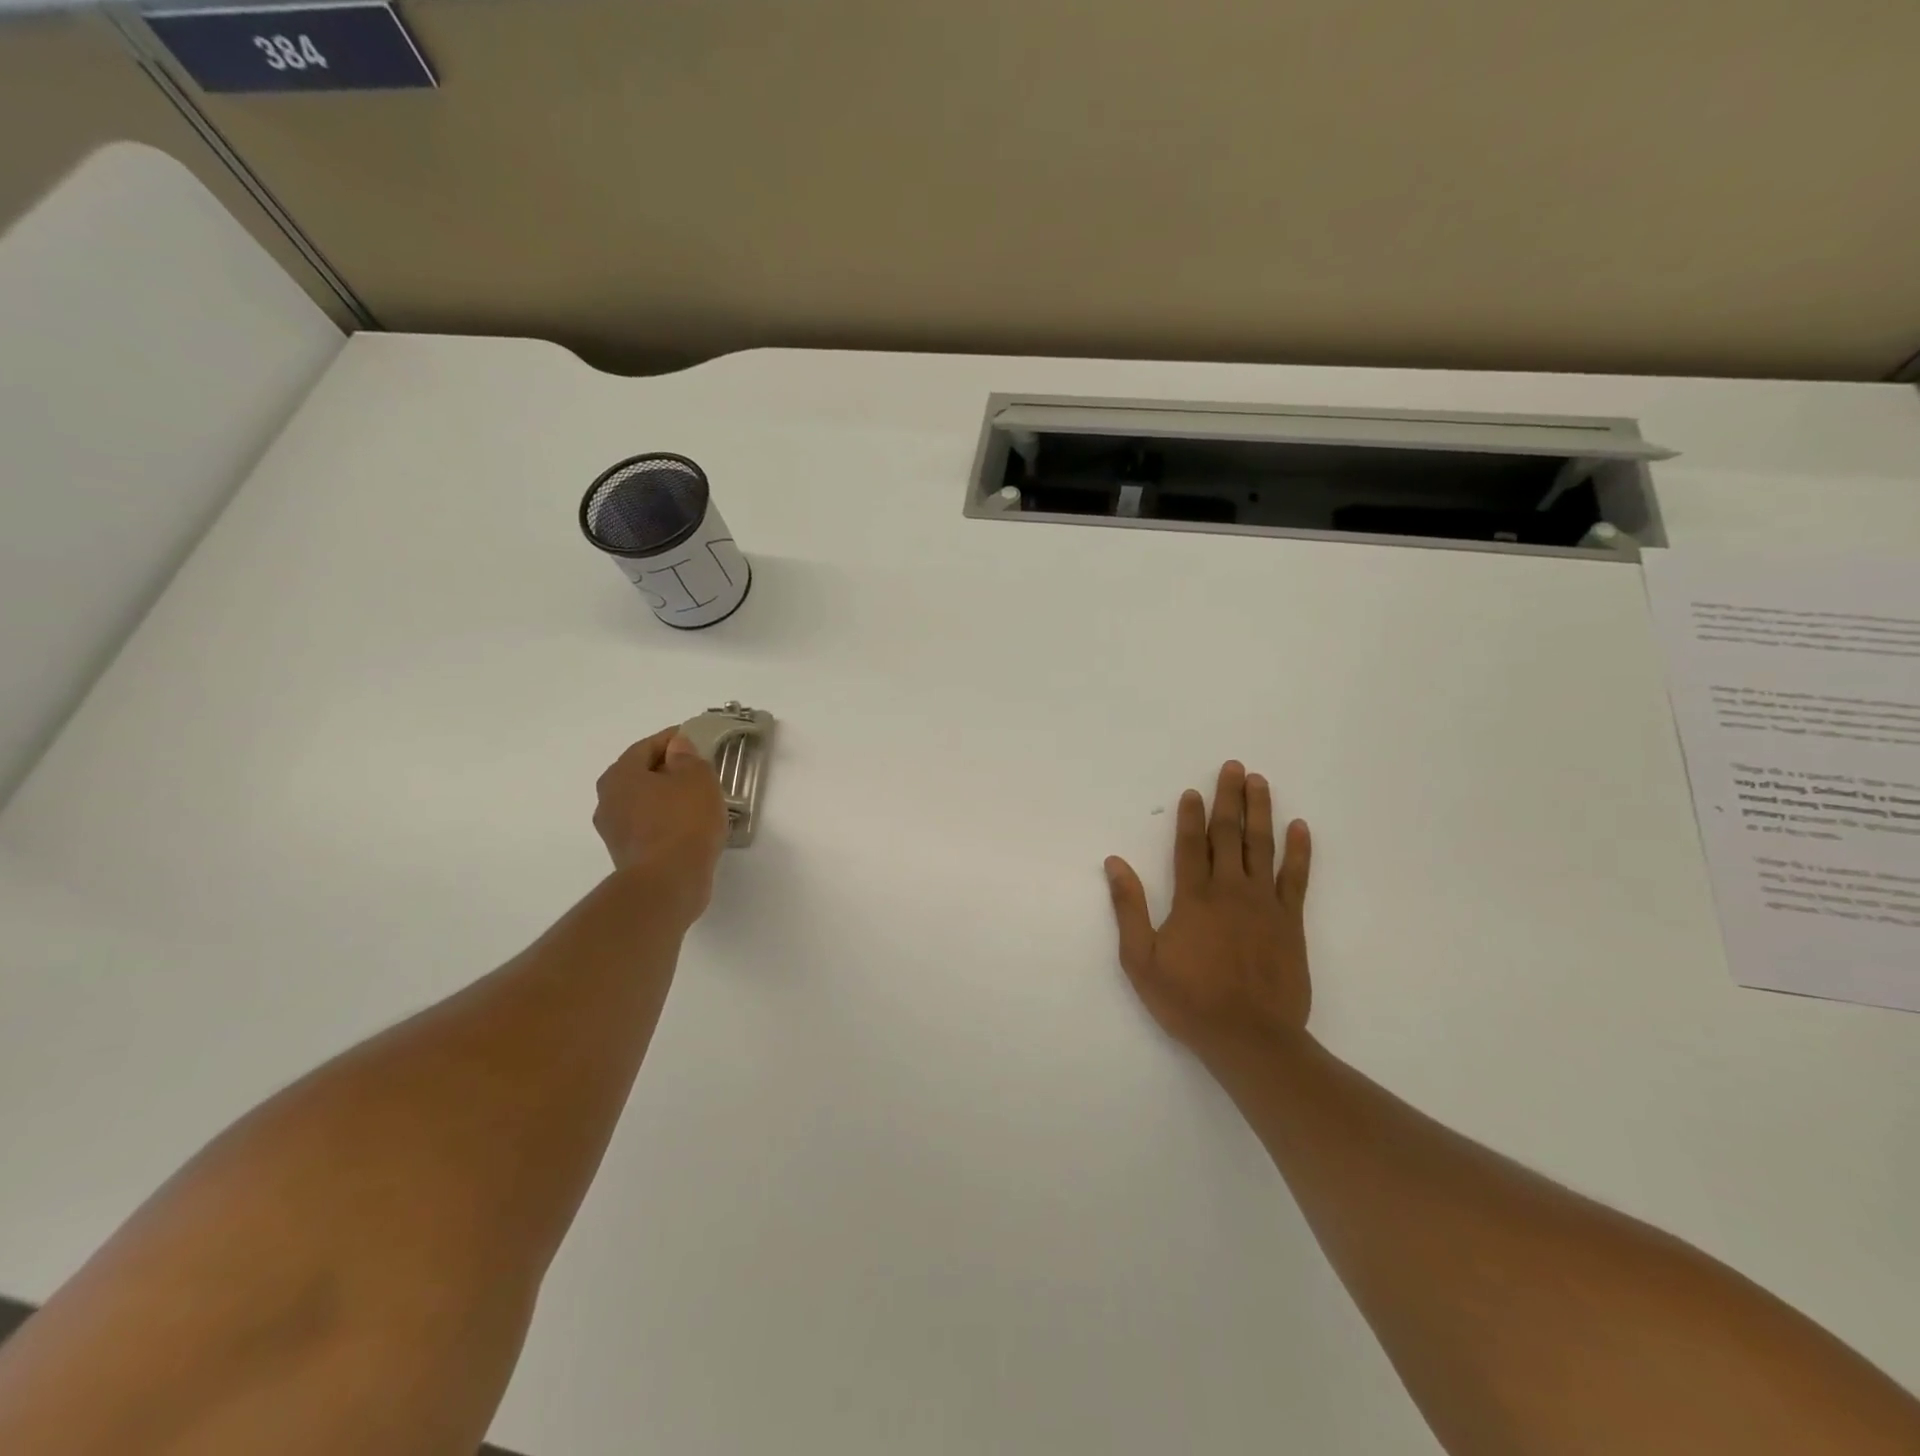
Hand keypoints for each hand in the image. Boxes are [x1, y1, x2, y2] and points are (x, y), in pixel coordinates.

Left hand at [593, 727, 728, 923]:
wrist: (668, 883)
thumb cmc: (683, 821)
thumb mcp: (697, 779)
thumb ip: (688, 757)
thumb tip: (677, 747)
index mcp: (620, 774)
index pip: (647, 746)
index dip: (673, 739)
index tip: (695, 739)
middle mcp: (608, 800)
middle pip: (641, 774)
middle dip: (668, 770)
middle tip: (698, 770)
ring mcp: (614, 831)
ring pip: (644, 803)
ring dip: (667, 798)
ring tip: (698, 801)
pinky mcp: (627, 855)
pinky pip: (649, 827)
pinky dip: (666, 822)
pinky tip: (690, 827)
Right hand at [1104, 761, 1312, 1056]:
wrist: (1250, 1038)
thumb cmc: (1189, 1000)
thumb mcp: (1141, 959)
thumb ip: (1129, 908)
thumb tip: (1115, 863)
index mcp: (1193, 898)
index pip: (1191, 844)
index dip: (1191, 815)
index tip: (1193, 790)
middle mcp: (1230, 891)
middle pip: (1229, 834)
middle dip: (1229, 798)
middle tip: (1234, 767)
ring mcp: (1264, 904)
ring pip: (1262, 847)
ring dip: (1261, 811)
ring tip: (1260, 782)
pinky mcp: (1290, 922)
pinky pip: (1296, 878)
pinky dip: (1299, 851)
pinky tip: (1300, 827)